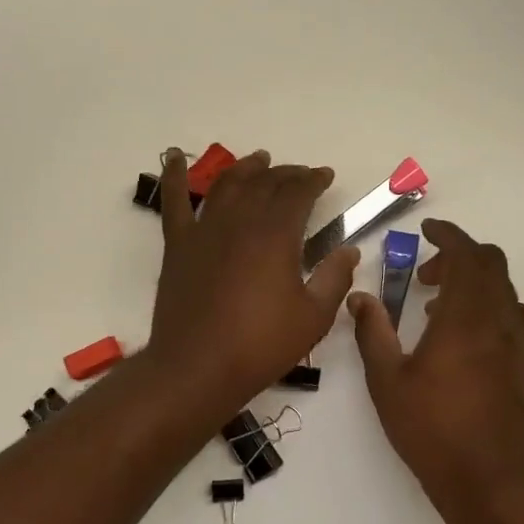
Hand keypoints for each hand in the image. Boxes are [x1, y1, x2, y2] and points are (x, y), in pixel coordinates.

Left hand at [148, 149, 359, 411]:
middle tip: (300, 174)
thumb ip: (335, 278)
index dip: (314, 180)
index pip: (298, 193)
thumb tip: (350, 250)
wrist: (198, 367)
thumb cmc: (261, 345)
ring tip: (259, 160)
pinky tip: (173, 156)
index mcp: (276, 235)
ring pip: (226, 184)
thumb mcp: (313, 317)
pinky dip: (173, 175)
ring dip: (246, 168)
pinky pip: (173, 201)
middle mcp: (240, 221)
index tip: (325, 176)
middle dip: (286, 174)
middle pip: (265, 183)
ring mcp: (205, 230)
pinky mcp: (178, 245)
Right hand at [349, 219, 523, 511]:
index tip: (429, 230)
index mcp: (464, 318)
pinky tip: (484, 334)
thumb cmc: (431, 429)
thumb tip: (360, 298)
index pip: (466, 255)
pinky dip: (504, 308)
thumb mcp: (387, 381)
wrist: (487, 479)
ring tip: (446, 310)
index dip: (449, 235)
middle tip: (427, 276)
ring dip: (478, 283)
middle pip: (491, 265)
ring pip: (508, 289)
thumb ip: (372, 333)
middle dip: (458, 258)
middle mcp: (501, 321)